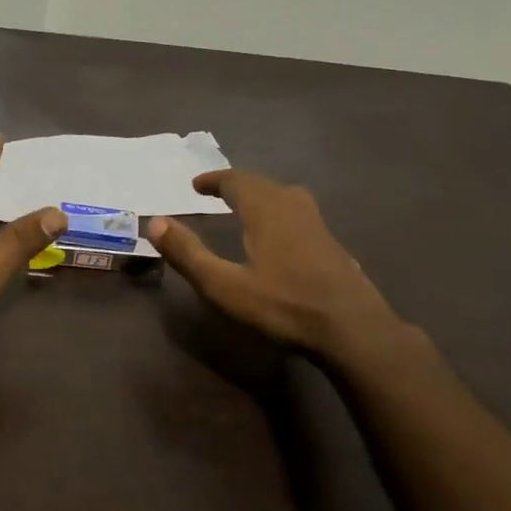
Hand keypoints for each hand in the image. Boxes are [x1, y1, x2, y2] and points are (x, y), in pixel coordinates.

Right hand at [148, 169, 408, 360]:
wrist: (354, 330)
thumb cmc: (284, 306)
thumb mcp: (225, 286)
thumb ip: (189, 254)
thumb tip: (155, 222)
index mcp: (266, 209)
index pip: (236, 180)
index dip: (214, 180)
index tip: (196, 184)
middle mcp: (293, 206)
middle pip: (261, 184)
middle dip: (236, 185)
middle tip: (216, 193)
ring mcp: (318, 224)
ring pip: (284, 196)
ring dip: (260, 196)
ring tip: (245, 208)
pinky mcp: (332, 244)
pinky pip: (298, 213)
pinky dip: (279, 212)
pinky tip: (279, 236)